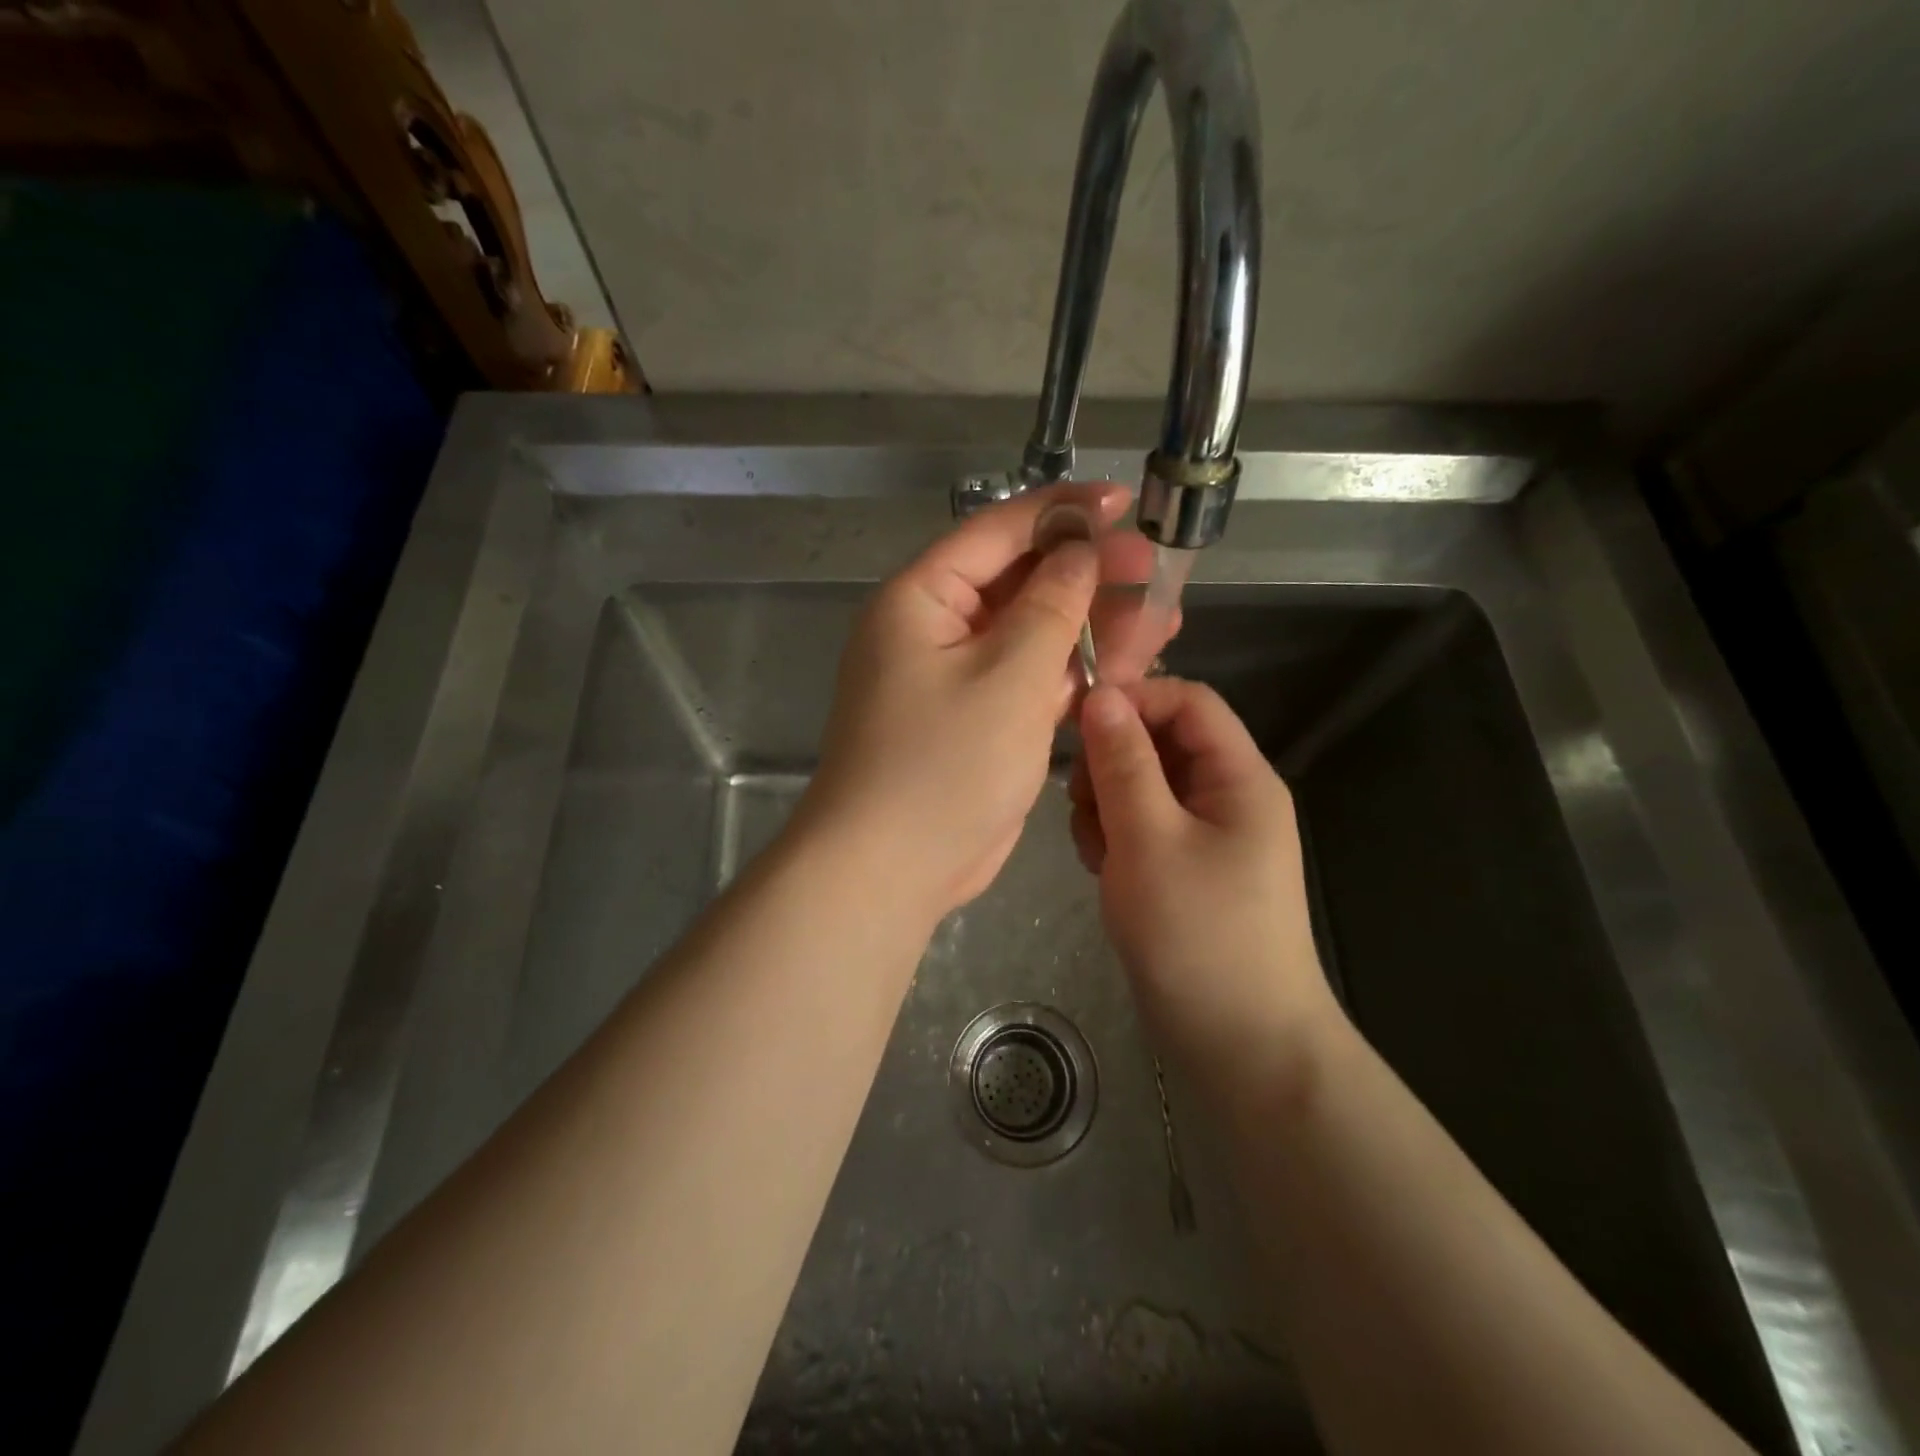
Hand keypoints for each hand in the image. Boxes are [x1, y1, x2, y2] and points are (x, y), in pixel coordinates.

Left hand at [801, 483, 1175, 921]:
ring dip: (1094, 627)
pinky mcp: (982, 721)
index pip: (997, 532)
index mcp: (923, 599)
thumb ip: (1051, 606)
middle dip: (1089, 575)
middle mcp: (937, 629)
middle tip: (1155, 568)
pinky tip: (1133, 664)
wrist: (894, 867)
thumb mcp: (1008, 675)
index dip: (1061, 512)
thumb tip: (1078, 551)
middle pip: (1021, 582)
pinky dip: (1077, 673)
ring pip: (1034, 634)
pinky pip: (1033, 680)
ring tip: (1165, 615)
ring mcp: (960, 678)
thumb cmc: (945, 763)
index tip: (1122, 502)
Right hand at [1070, 678, 1340, 1084]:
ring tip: (1098, 851)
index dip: (1134, 699)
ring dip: (1107, 805)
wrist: (1239, 1044)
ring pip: (1142, 786)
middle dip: (1112, 763)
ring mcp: (1205, 835)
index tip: (1077, 724)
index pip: (1188, 701)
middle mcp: (1226, 796)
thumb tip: (1101, 695)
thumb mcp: (1149, 840)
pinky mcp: (1183, 867)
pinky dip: (1115, 839)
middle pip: (1159, 742)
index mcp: (1239, 777)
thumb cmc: (1198, 935)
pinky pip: (1141, 827)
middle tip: (1084, 804)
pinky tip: (1105, 872)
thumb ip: (1122, 763)